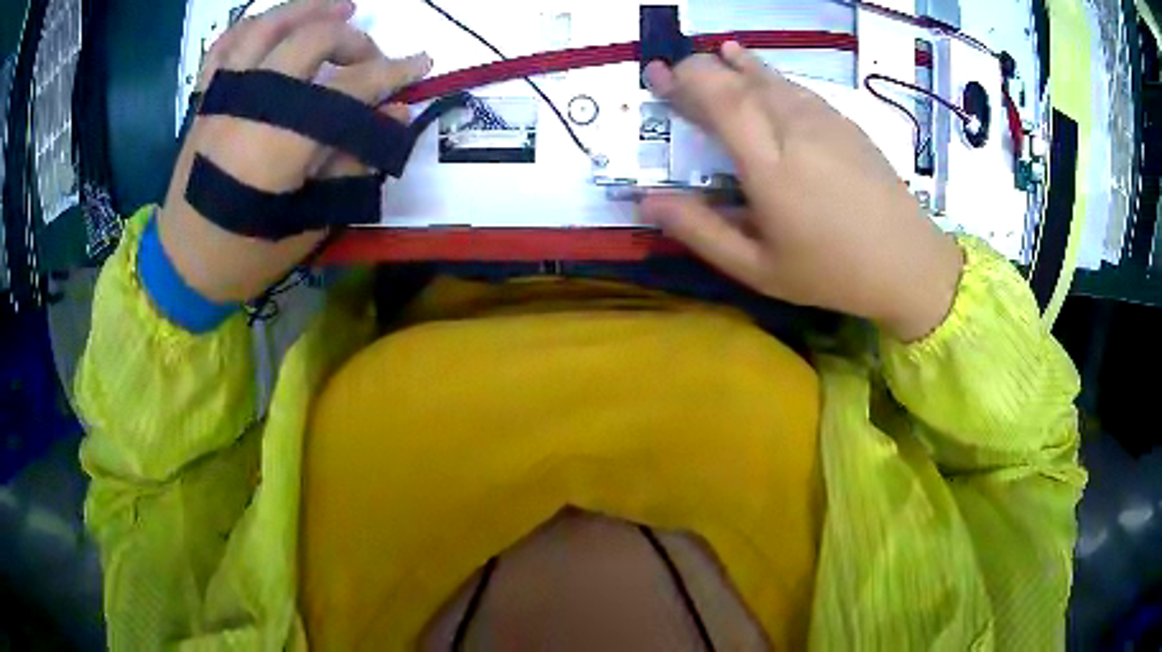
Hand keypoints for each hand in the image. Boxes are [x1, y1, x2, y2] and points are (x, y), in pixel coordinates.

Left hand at [159, 0, 431, 302]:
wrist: (181, 265)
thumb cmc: (244, 255)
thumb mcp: (309, 224)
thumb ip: (352, 164)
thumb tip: (395, 115)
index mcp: (276, 143)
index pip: (348, 88)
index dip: (393, 72)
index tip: (423, 63)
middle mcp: (247, 106)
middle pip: (311, 41)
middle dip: (353, 40)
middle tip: (371, 57)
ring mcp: (221, 97)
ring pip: (267, 26)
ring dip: (310, 9)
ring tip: (340, 8)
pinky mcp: (204, 99)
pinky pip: (227, 44)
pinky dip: (256, 24)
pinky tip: (278, 22)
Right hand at [640, 43, 963, 341]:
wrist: (909, 263)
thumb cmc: (832, 273)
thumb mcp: (759, 267)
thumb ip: (702, 231)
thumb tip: (648, 201)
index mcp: (770, 166)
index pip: (721, 100)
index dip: (684, 80)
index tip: (657, 76)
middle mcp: (795, 129)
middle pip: (740, 81)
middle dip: (699, 70)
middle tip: (671, 74)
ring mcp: (825, 120)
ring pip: (769, 77)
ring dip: (733, 66)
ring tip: (710, 60)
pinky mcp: (844, 120)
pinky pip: (795, 86)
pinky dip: (766, 73)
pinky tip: (755, 69)